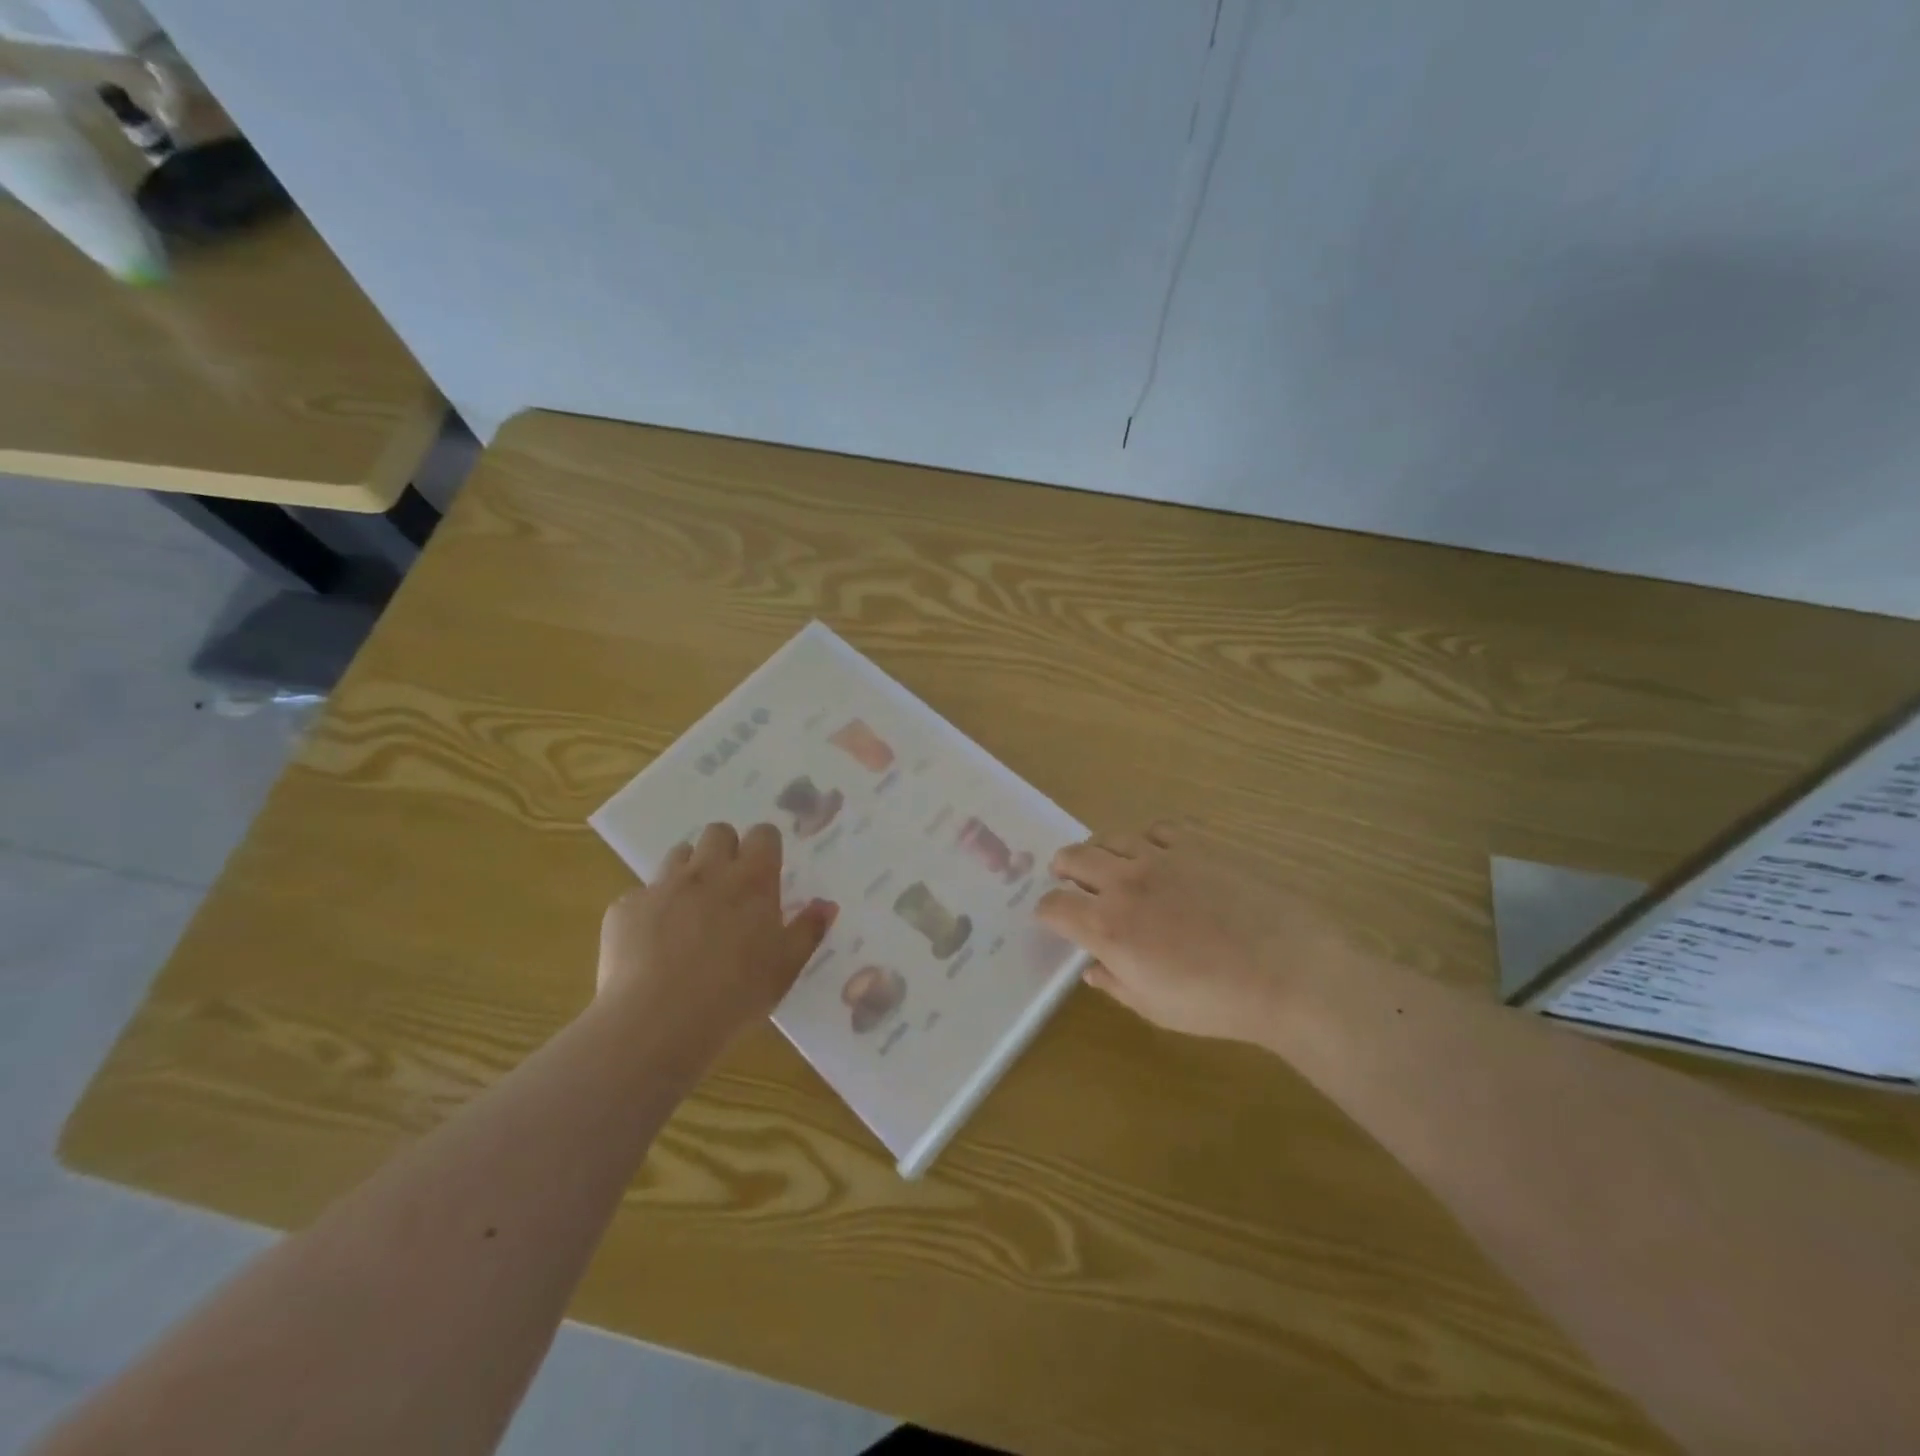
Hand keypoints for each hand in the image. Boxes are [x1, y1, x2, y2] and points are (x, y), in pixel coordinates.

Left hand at [598, 822, 834, 1058]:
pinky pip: (641, 894)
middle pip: (718, 832)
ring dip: (689, 872)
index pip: (763, 834)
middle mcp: (708, 871)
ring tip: (691, 910)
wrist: (656, 1023)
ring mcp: (663, 886)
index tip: (766, 870)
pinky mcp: (626, 908)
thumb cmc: (735, 995)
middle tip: (729, 886)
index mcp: (752, 880)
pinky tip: (653, 944)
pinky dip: (651, 910)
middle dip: (725, 849)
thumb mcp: (785, 968)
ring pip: (678, 854)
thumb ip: (808, 931)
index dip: (765, 846)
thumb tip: (827, 905)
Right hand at [1036, 823, 1330, 1043]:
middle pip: (1073, 858)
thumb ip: (1116, 984)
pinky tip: (1156, 852)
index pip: (1054, 906)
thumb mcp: (1156, 1008)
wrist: (1287, 970)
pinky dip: (1145, 839)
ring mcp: (1160, 857)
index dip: (1045, 911)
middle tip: (1067, 877)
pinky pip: (1156, 828)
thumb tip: (1093, 968)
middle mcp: (1124, 883)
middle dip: (1063, 868)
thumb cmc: (1217, 1002)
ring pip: (1111, 837)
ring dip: (1099, 850)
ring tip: (1107, 862)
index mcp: (1107, 926)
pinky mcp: (1196, 844)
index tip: (1051, 918)